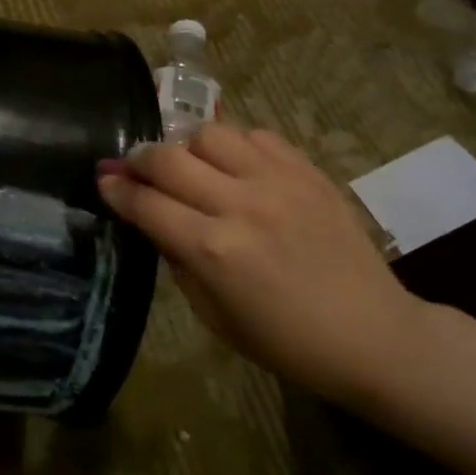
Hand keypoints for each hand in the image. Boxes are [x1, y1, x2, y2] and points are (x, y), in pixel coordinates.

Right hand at [98, 124, 431, 402]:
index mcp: (213, 249)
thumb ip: (177, 258)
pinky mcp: (308, 171)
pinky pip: (257, 135)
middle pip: (168, 158)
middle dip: (139, 159)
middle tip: (131, 166)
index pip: (145, 203)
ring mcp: (278, 181)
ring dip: (187, 147)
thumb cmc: (284, 340)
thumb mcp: (213, 314)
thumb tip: (152, 219)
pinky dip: (235, 146)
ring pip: (210, 133)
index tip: (103, 180)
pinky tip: (235, 166)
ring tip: (189, 165)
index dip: (116, 190)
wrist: (372, 334)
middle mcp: (240, 204)